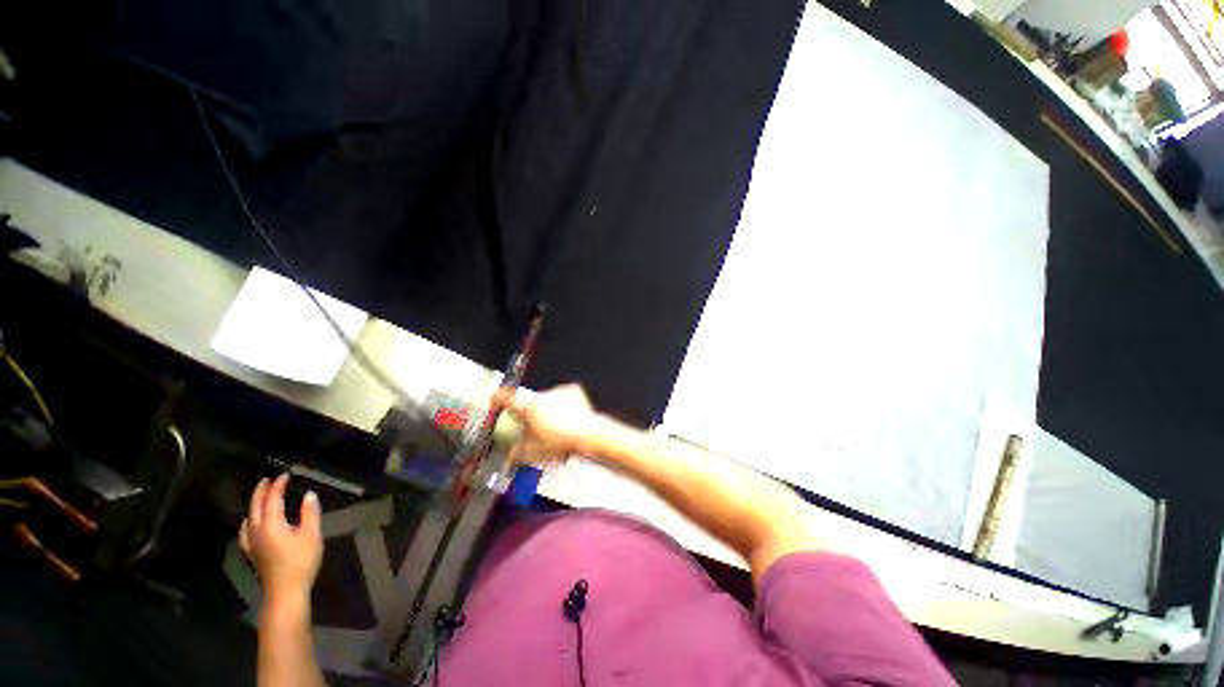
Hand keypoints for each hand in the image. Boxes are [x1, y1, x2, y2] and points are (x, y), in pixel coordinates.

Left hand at [239, 474, 322, 605]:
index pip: (272, 499)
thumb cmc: (301, 561)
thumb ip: (309, 514)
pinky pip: (245, 530)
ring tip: (260, 497)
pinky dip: (249, 521)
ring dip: (254, 504)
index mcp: (271, 524)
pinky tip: (251, 523)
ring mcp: (251, 542)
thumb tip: (309, 495)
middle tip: (268, 480)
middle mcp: (256, 530)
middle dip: (261, 492)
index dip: (277, 486)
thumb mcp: (311, 535)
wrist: (285, 591)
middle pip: (255, 506)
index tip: (284, 475)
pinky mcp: (251, 552)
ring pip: (248, 517)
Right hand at [492, 384, 602, 465]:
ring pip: (545, 399)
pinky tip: (566, 418)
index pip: (506, 397)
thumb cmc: (560, 443)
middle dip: (527, 412)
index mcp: (528, 406)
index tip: (494, 401)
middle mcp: (541, 395)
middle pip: (528, 401)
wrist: (589, 434)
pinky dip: (561, 405)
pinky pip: (562, 397)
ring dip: (545, 409)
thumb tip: (510, 455)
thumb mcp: (533, 452)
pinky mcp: (573, 391)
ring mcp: (558, 391)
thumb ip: (517, 452)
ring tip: (553, 426)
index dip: (497, 399)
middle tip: (531, 426)